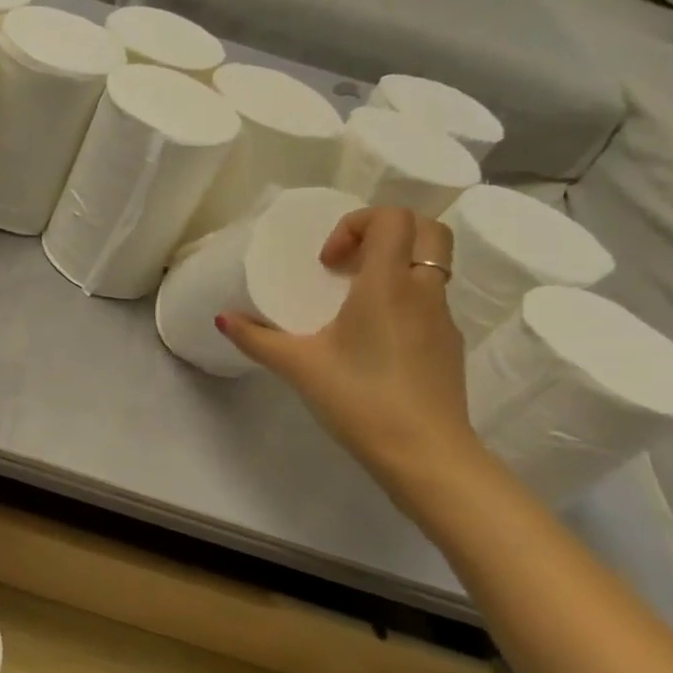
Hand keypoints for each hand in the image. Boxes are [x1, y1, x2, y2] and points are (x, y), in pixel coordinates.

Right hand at [218, 206, 484, 494]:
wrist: (426, 454)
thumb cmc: (359, 399)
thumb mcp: (297, 367)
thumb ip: (256, 338)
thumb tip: (223, 318)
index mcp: (388, 285)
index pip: (392, 218)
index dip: (356, 225)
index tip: (327, 263)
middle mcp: (423, 291)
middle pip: (427, 229)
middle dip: (386, 232)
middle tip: (347, 264)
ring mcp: (443, 319)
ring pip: (432, 265)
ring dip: (395, 266)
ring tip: (354, 301)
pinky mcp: (449, 345)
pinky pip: (431, 301)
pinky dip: (404, 299)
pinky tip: (373, 338)